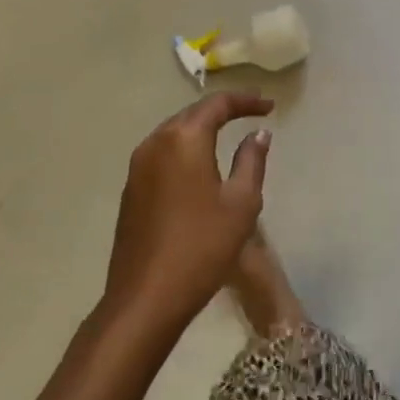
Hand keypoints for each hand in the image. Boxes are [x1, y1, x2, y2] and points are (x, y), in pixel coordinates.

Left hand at [105, 91, 273, 333]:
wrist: (145, 299)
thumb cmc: (202, 247)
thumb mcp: (241, 203)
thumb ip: (251, 160)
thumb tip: (258, 133)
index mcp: (184, 139)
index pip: (218, 104)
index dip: (246, 100)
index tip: (269, 106)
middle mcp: (156, 143)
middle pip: (193, 114)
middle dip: (223, 110)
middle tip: (251, 113)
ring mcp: (137, 166)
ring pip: (174, 133)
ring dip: (201, 129)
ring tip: (227, 134)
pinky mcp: (130, 189)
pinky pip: (162, 154)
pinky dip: (184, 149)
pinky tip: (199, 165)